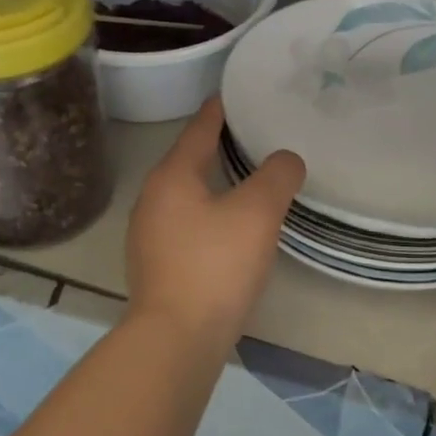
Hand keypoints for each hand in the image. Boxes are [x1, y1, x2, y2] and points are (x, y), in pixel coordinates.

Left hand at [126, 98, 304, 340]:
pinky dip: (208, 213)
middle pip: (188, 160)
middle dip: (217, 146)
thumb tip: (286, 160)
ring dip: (213, 183)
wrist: (176, 341)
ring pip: (187, 194)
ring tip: (246, 179)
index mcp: (172, 177)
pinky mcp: (157, 265)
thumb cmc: (215, 266)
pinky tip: (229, 227)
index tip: (235, 95)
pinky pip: (186, 223)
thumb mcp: (257, 213)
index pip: (198, 129)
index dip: (219, 111)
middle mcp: (153, 199)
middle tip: (253, 135)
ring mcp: (149, 235)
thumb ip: (276, 176)